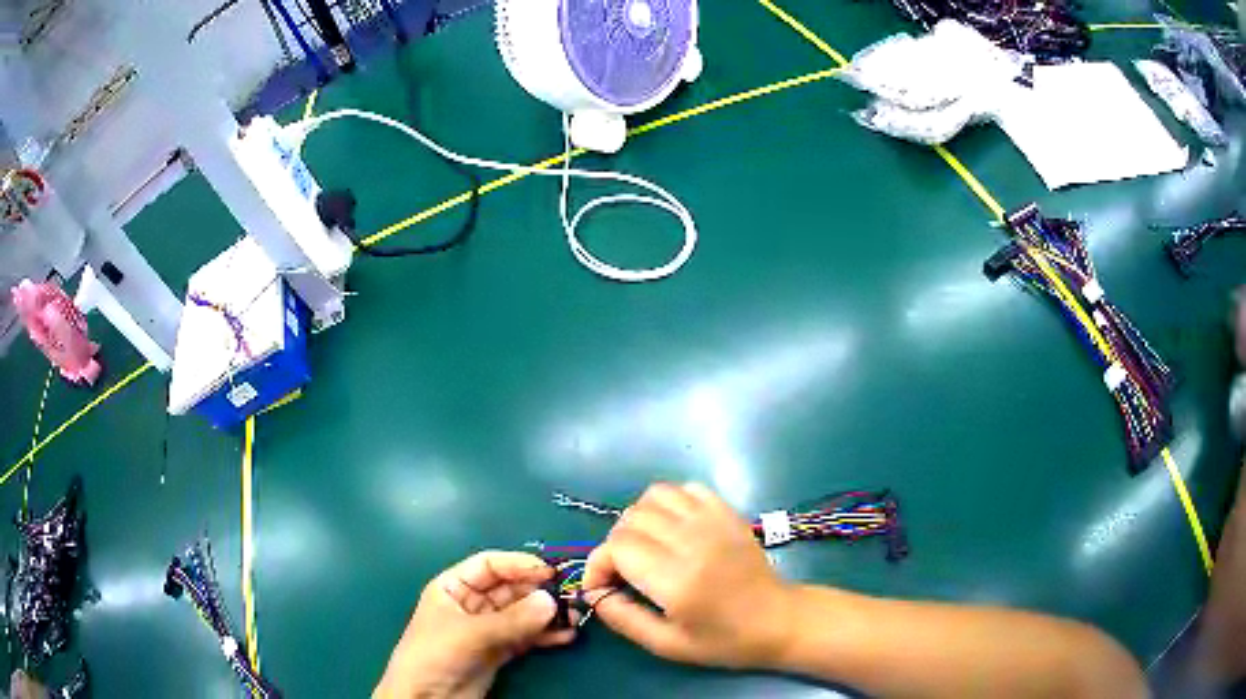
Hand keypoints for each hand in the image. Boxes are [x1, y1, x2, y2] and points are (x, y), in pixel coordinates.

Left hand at [374, 551, 575, 698]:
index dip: (518, 564)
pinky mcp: (499, 651)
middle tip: (569, 597)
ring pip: (521, 613)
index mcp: (452, 587)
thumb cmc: (435, 654)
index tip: (549, 572)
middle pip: (509, 589)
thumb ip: (512, 620)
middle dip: (537, 592)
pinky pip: (526, 636)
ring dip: (546, 614)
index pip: (489, 565)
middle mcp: (471, 604)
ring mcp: (486, 628)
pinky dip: (545, 635)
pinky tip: (566, 636)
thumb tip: (551, 601)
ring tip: (574, 618)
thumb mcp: (470, 634)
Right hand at [582, 483, 794, 669]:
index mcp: (677, 580)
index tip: (600, 585)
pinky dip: (668, 503)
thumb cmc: (723, 641)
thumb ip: (623, 618)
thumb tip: (593, 592)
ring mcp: (713, 522)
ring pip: (653, 496)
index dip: (598, 564)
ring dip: (637, 520)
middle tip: (623, 572)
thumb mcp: (667, 645)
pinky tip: (672, 529)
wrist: (779, 620)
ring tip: (644, 547)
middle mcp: (693, 542)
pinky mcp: (728, 512)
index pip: (617, 547)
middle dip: (614, 545)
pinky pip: (685, 489)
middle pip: (630, 519)